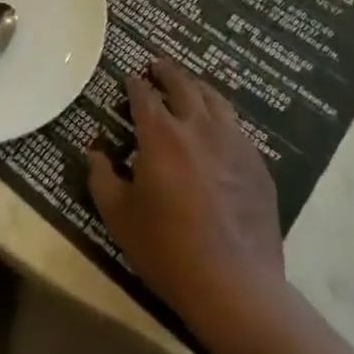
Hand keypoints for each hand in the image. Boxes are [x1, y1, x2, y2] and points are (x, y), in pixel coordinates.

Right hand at [88, 58, 284, 332]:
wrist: (235, 287)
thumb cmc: (167, 249)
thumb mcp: (118, 216)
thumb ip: (102, 177)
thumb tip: (96, 152)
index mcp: (161, 135)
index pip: (144, 95)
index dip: (134, 83)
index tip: (129, 78)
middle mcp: (199, 128)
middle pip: (183, 85)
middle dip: (167, 72)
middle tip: (157, 66)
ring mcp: (234, 145)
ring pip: (216, 101)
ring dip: (198, 88)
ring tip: (190, 87)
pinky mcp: (258, 167)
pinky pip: (238, 129)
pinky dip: (222, 119)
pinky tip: (219, 130)